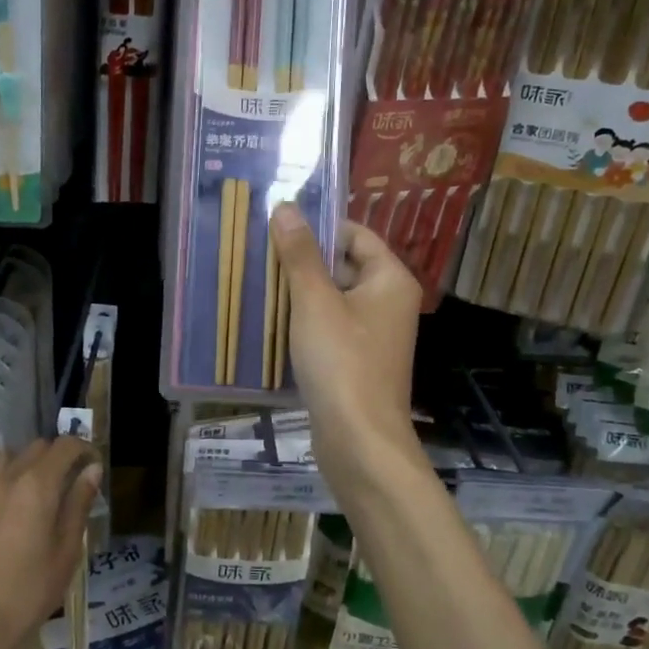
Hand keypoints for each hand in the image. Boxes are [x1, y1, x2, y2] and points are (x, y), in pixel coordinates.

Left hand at [0, 437, 101, 648]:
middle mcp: (7, 475)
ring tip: (30, 489)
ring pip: (6, 455)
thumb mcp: (66, 552)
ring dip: (24, 463)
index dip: (83, 449)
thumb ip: (79, 504)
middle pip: (37, 447)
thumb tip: (92, 470)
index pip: (65, 446)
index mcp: (38, 485)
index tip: (91, 464)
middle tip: (65, 482)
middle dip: (56, 457)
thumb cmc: (29, 592)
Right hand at [269, 204, 425, 497]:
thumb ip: (300, 255)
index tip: (277, 228)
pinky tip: (272, 325)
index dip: (318, 228)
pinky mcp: (358, 361)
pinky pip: (330, 328)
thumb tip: (286, 208)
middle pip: (343, 265)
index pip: (355, 234)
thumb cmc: (341, 362)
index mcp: (390, 280)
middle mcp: (389, 302)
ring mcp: (374, 334)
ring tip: (258, 286)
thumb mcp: (315, 302)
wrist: (359, 440)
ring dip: (299, 293)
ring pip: (333, 299)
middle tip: (259, 256)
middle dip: (303, 262)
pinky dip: (305, 323)